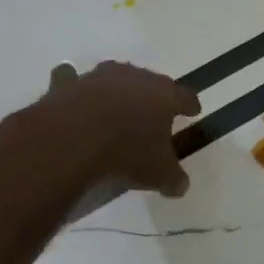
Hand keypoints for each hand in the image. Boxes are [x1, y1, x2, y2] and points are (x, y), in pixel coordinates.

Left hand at [41, 61, 200, 196]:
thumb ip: (172, 177)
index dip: (190, 104)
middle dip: (153, 95)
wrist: (73, 137)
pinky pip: (73, 80)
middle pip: (150, 82)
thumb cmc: (127, 152)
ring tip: (115, 103)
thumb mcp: (157, 173)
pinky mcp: (69, 83)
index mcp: (164, 95)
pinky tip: (73, 94)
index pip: (184, 96)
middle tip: (154, 109)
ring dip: (116, 89)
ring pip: (114, 77)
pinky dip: (74, 86)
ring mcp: (99, 77)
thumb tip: (181, 186)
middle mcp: (134, 77)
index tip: (193, 110)